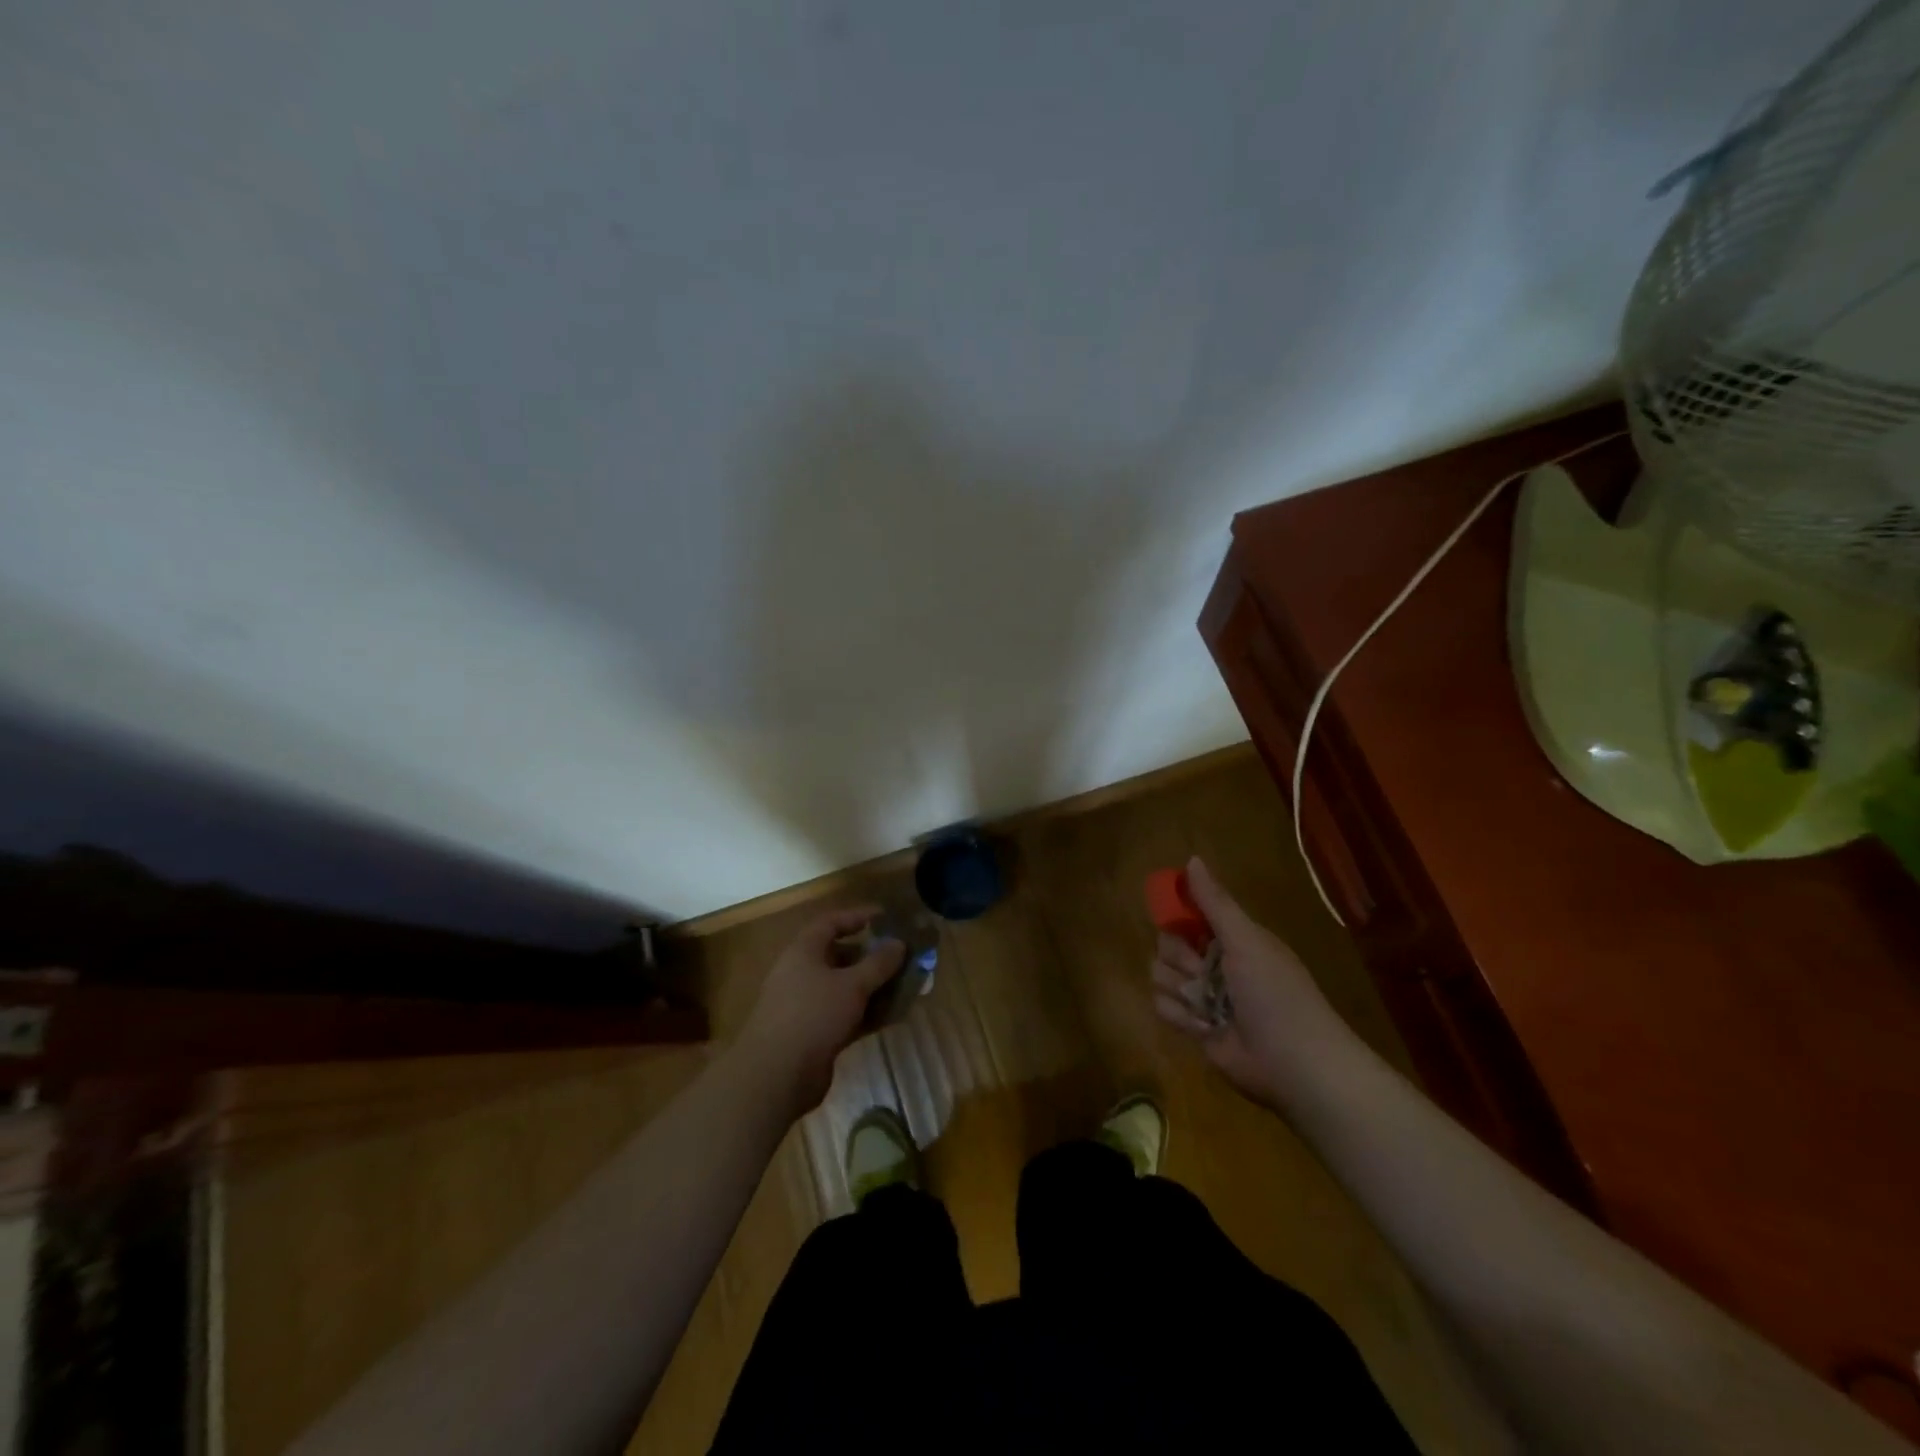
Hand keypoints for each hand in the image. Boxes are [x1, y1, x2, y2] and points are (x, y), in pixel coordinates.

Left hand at [736, 906, 904, 1115]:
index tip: (886, 918)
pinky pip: (846, 1015)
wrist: (776, 1075)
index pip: (831, 922)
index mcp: (804, 952)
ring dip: (873, 987)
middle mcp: (802, 974)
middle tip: (901, 957)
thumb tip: (899, 943)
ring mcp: (807, 1006)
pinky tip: (893, 1016)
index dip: (857, 916)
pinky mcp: (814, 1034)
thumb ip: (878, 963)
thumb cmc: (813, 1015)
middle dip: (871, 957)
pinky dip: (867, 1013)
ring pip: (845, 988)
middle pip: (840, 956)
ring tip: (905, 986)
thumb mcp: (852, 985)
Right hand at [1150, 857, 1340, 1107]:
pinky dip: (1182, 1016)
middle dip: (1180, 958)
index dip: (1178, 915)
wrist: (1295, 1063)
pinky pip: (1163, 1007)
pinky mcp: (1193, 1027)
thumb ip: (1215, 902)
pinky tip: (1206, 1026)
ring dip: (1181, 989)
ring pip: (1161, 976)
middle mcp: (1214, 963)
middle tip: (1202, 970)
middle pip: (1167, 944)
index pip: (1189, 914)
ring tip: (1208, 1005)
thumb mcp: (1247, 940)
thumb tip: (1192, 859)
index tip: (1176, 920)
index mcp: (1232, 938)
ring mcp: (1203, 996)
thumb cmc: (1275, 992)